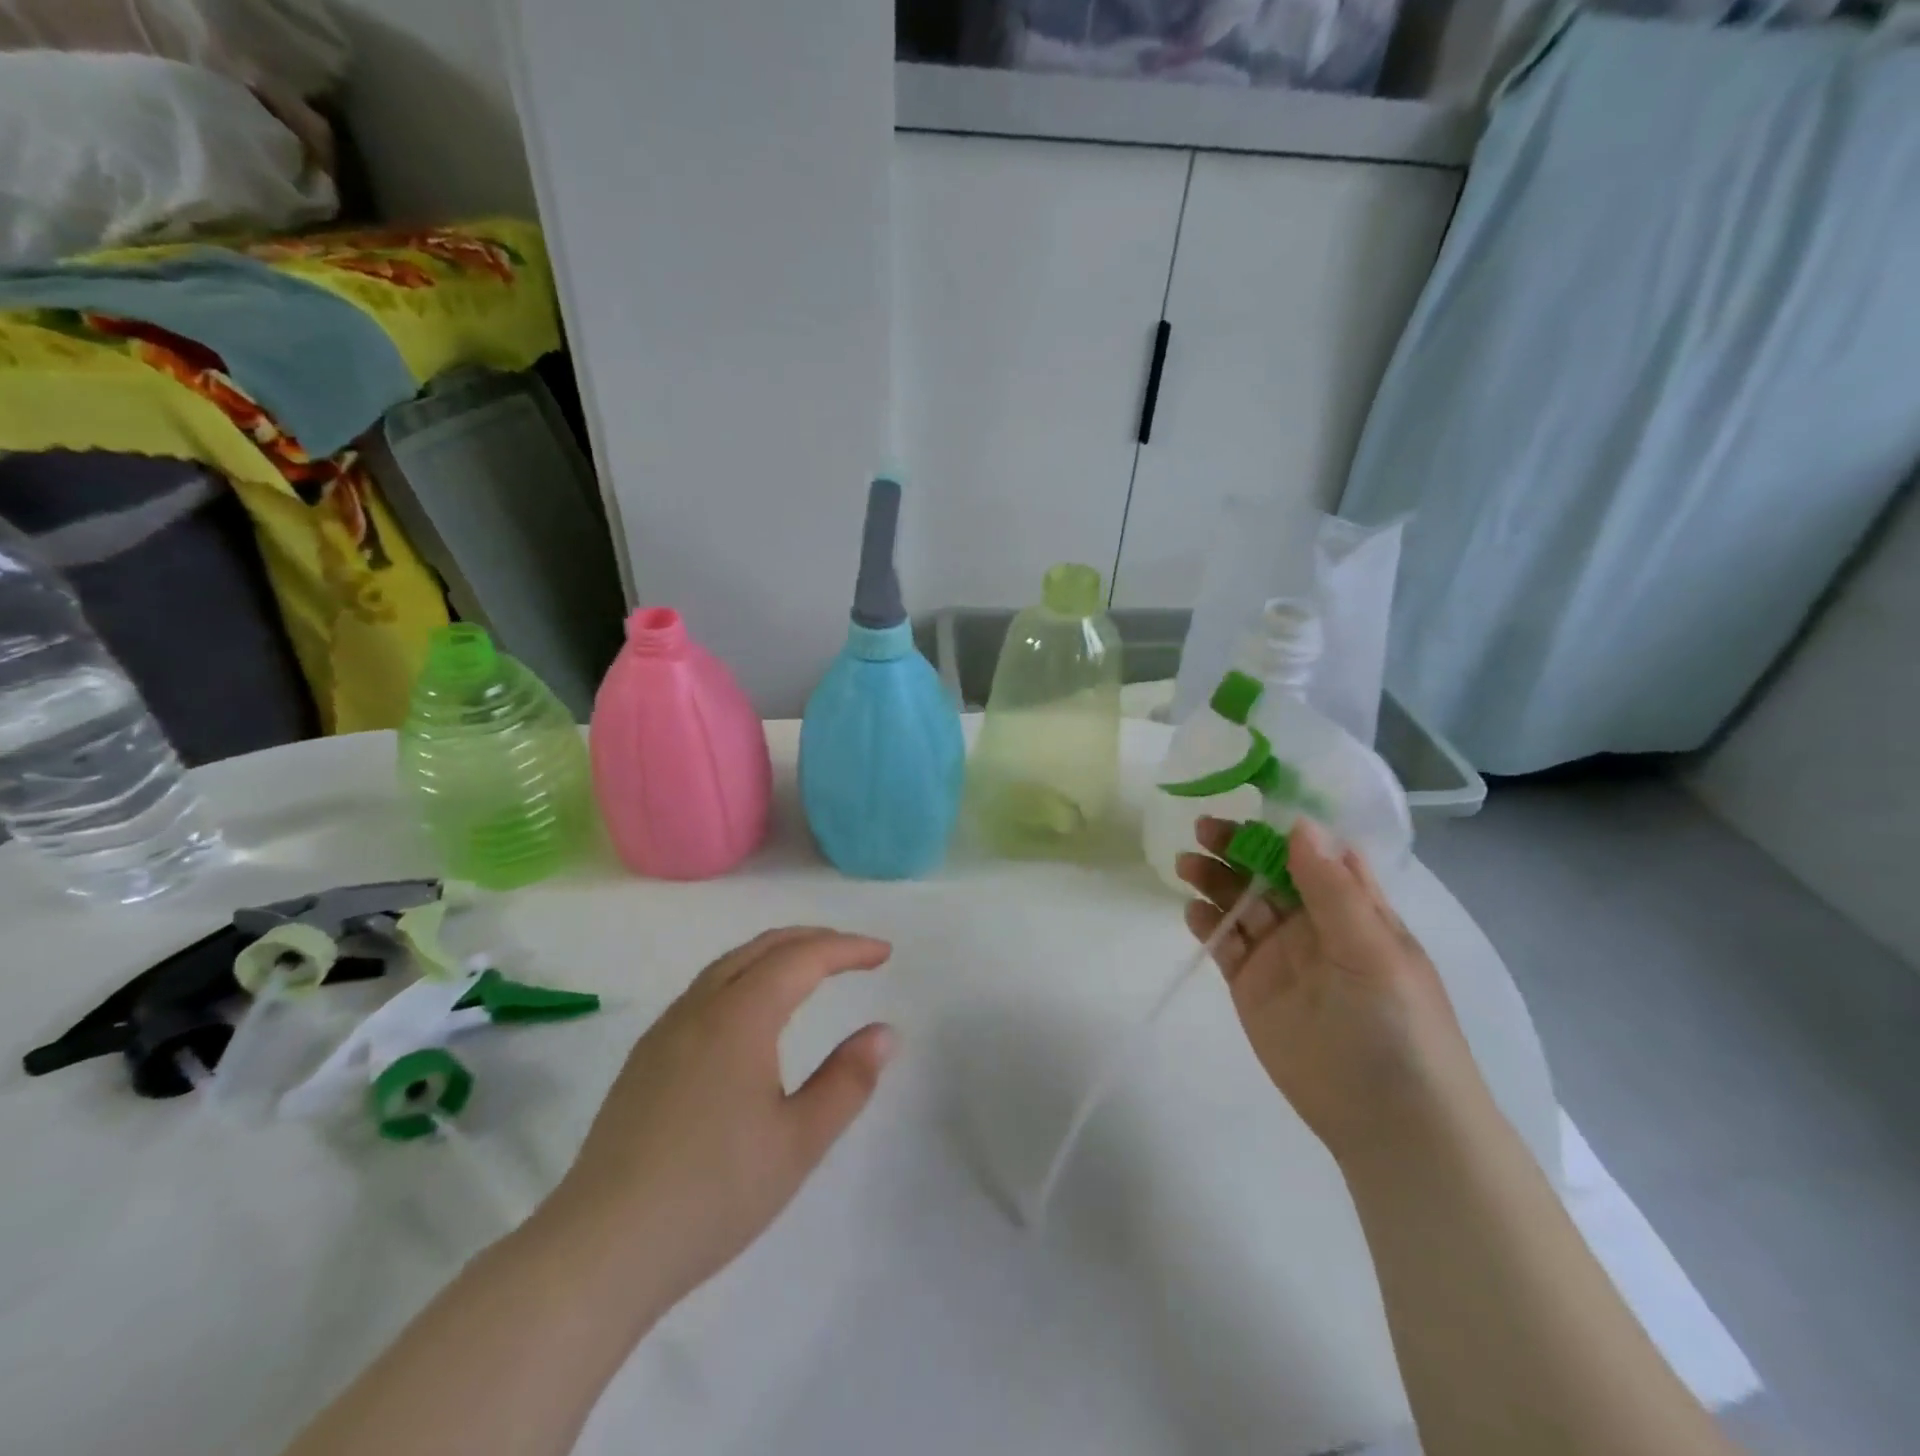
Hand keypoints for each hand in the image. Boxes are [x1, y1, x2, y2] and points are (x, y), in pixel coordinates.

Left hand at [539, 927, 894, 1313]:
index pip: (802, 959)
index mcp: (739, 1017)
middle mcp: (699, 1009)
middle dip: (813, 940)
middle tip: (853, 951)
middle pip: (762, 948)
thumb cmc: (713, 1193)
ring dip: (775, 954)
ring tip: (809, 970)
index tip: (883, 953)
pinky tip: (751, 1012)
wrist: (600, 1249)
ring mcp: (665, 1032)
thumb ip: (848, 1081)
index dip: (847, 948)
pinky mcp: (645, 1059)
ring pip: (728, 965)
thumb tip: (884, 1032)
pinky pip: (705, 991)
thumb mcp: (799, 1142)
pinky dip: (744, 976)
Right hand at [1177, 817, 1480, 1162]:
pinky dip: (1206, 922)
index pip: (1314, 852)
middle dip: (1237, 847)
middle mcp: (1313, 923)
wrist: (1388, 1121)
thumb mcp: (1372, 950)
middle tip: (1202, 829)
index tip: (1247, 799)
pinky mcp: (1250, 985)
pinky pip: (1224, 942)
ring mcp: (1279, 953)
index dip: (1282, 825)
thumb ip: (1332, 889)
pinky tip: (1192, 910)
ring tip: (1186, 864)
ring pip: (1240, 902)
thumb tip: (1300, 824)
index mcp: (1353, 907)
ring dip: (1215, 879)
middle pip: (1267, 871)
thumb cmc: (1397, 1026)